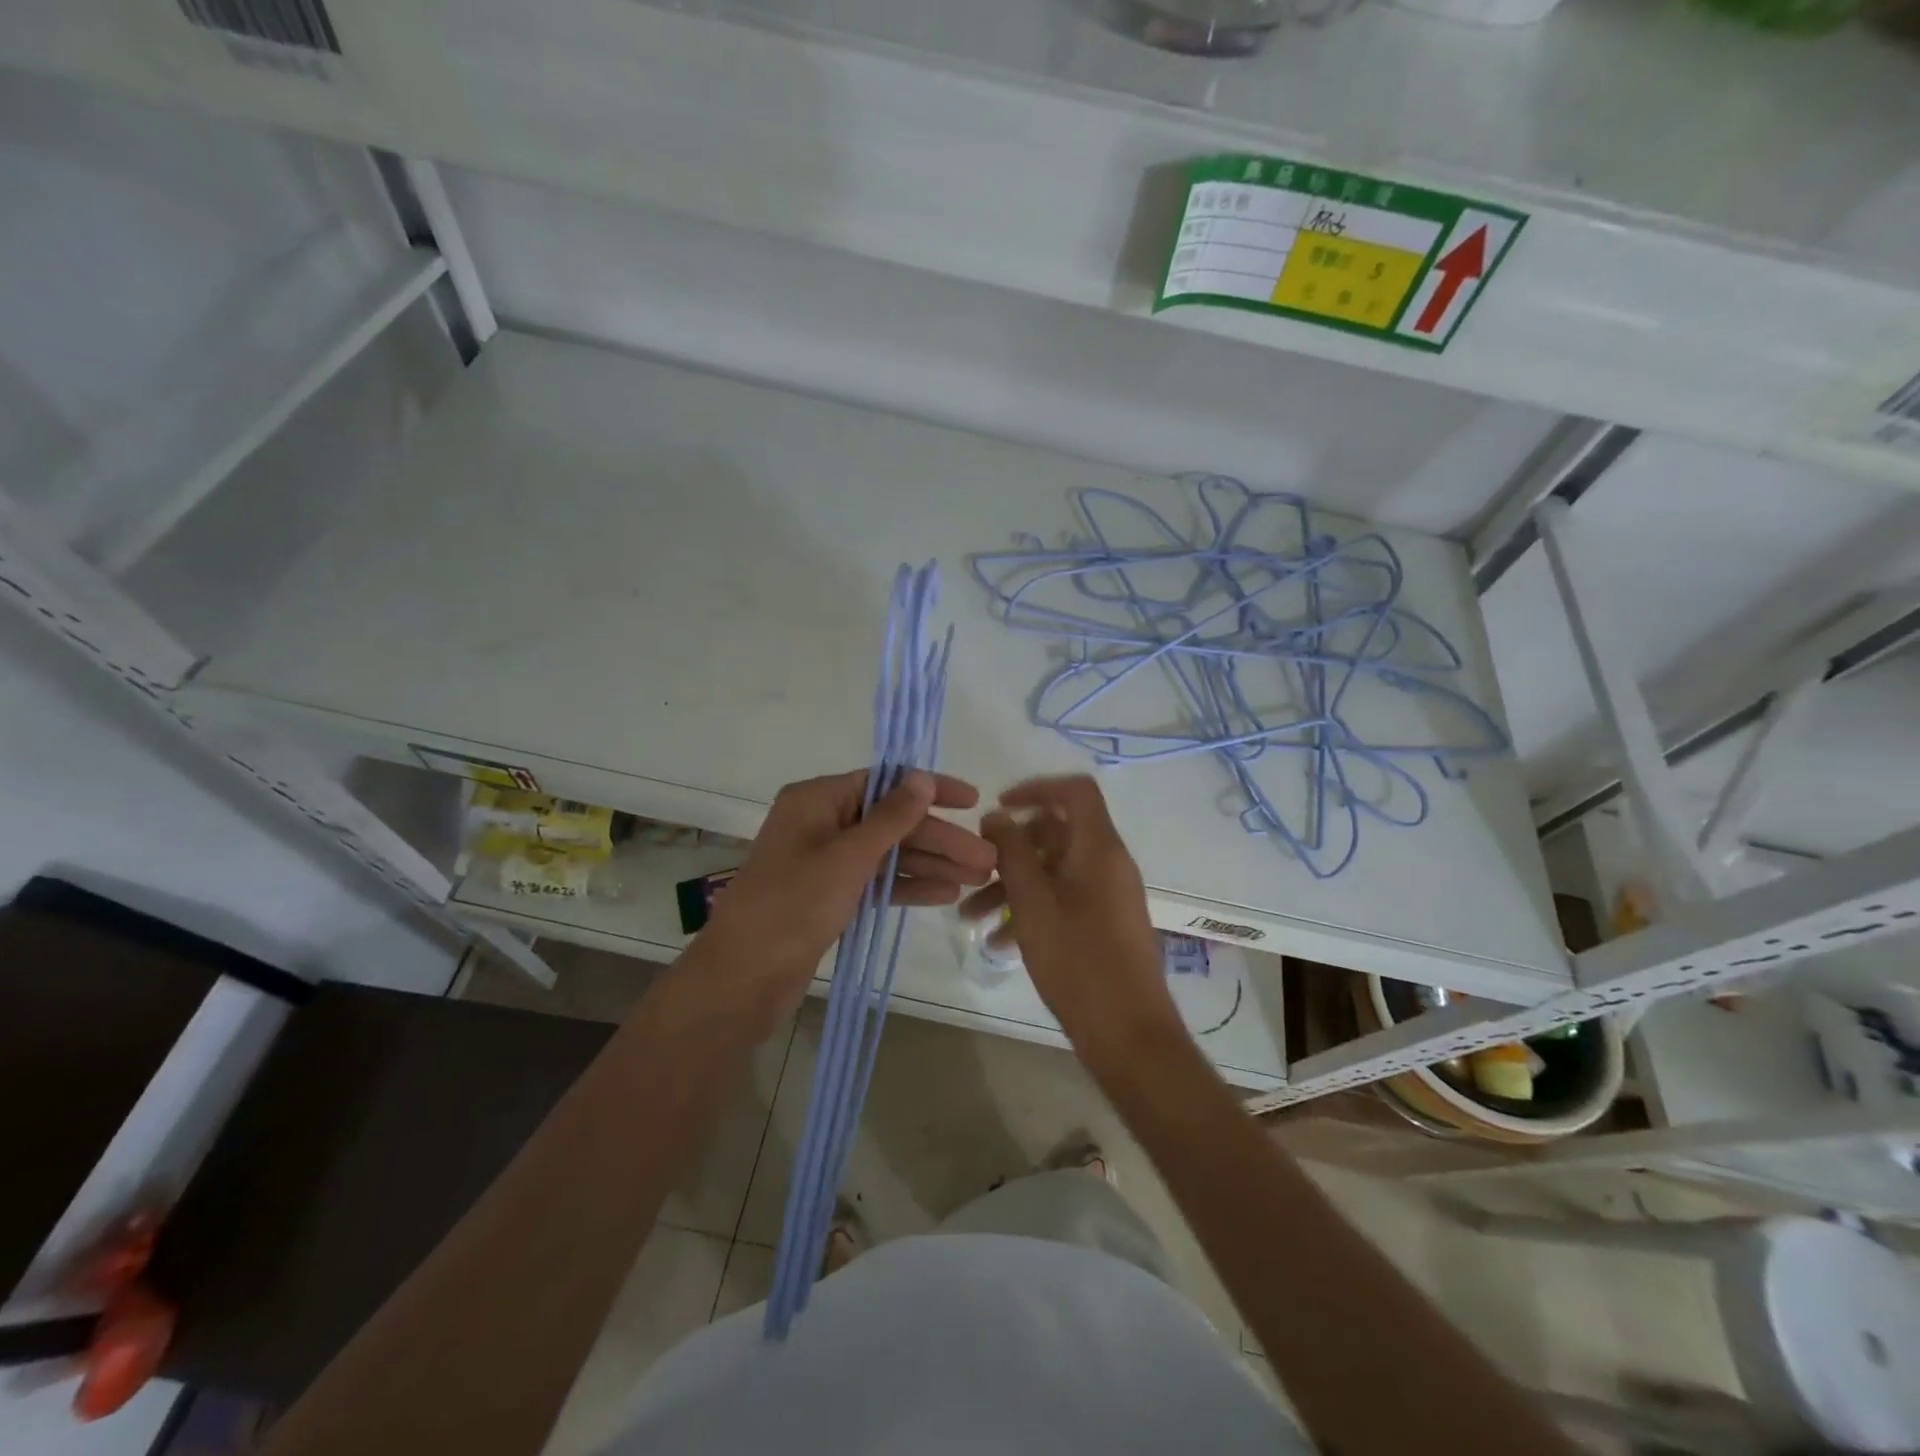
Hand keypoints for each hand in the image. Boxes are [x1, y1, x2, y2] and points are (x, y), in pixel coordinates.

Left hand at [697, 770, 994, 1034]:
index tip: (973, 800)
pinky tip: (946, 894)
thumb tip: (922, 777)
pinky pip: (876, 882)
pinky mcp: (829, 897)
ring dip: (932, 865)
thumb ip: (890, 818)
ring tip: (979, 879)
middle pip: (892, 823)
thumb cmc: (792, 907)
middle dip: (940, 840)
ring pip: (888, 855)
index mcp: (817, 800)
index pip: (885, 782)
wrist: (741, 980)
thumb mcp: (847, 858)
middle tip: (988, 860)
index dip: (931, 790)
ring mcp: (825, 862)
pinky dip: (908, 887)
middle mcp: (821, 823)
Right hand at [963, 776, 1178, 1055]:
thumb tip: (998, 816)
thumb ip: (1012, 852)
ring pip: (1052, 871)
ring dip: (1011, 886)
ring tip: (970, 917)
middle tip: (973, 870)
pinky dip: (1031, 910)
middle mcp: (1107, 863)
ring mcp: (1107, 895)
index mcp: (1098, 847)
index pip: (1075, 791)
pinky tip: (999, 943)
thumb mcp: (1032, 901)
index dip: (1036, 788)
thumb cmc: (1077, 959)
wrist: (1127, 1032)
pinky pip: (1062, 899)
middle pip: (1056, 833)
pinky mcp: (1103, 923)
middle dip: (1009, 850)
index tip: (999, 808)